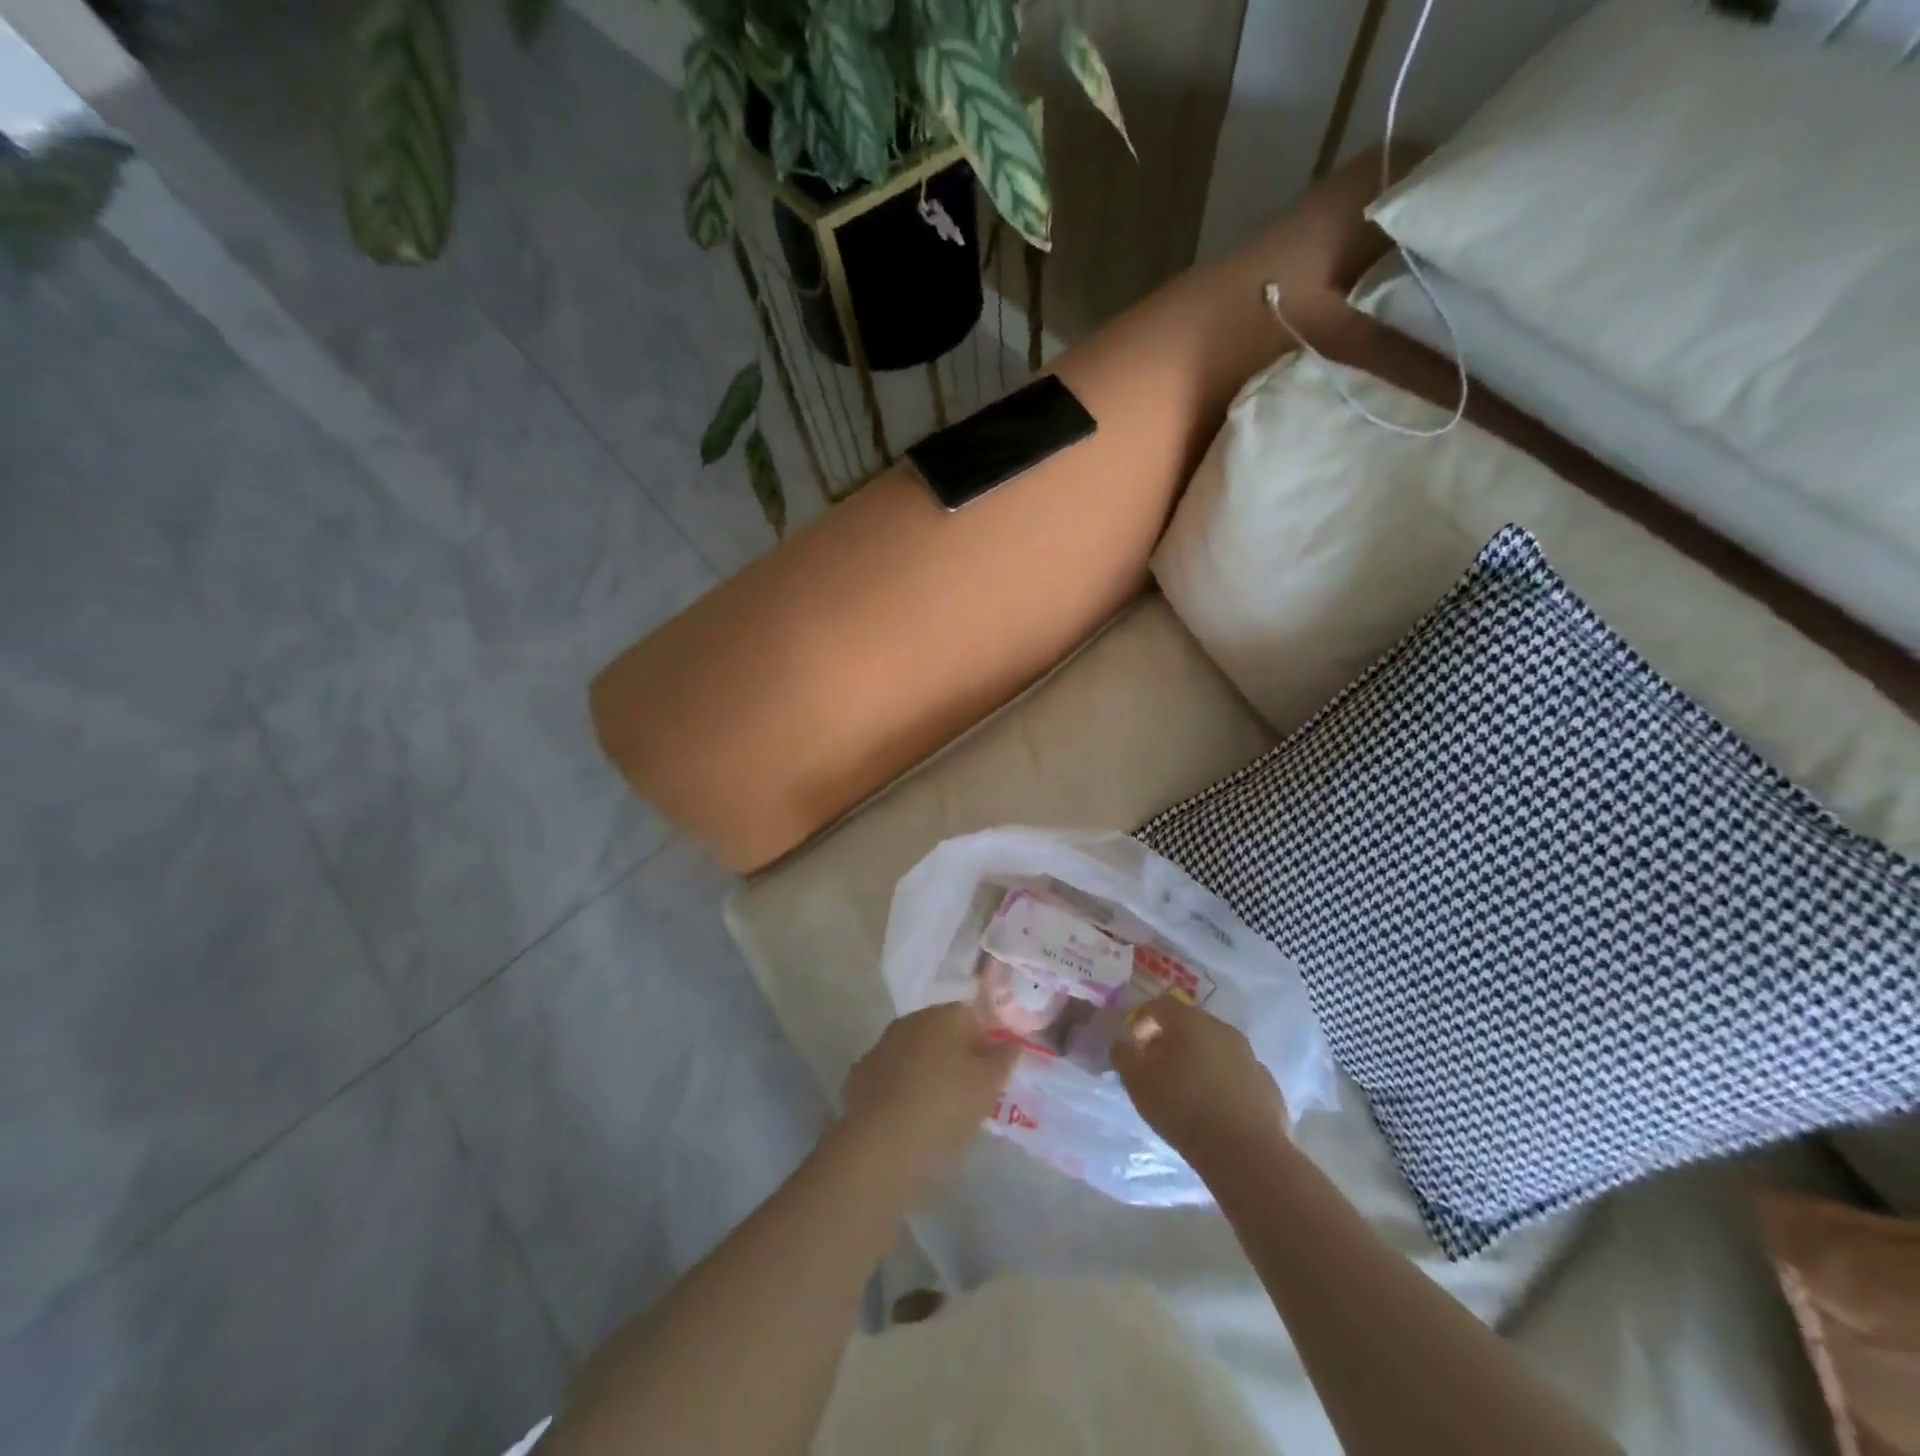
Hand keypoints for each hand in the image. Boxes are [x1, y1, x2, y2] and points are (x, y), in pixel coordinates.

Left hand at [840, 1004, 1020, 1200]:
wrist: (883, 1144)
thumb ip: (1004, 1058)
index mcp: (943, 1015)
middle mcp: (910, 1020)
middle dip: (956, 1052)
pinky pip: (892, 1075)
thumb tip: (1012, 1042)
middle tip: (971, 1089)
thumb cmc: (946, 1106)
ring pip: (915, 1052)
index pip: (972, 1014)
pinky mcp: (860, 1074)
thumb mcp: (989, 1085)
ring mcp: (881, 1046)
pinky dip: (902, 1088)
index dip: (986, 1039)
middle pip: (941, 1031)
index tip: (993, 1068)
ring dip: (927, 1069)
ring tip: (941, 1106)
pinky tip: (910, 1115)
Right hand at [1111, 993, 1289, 1165]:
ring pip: (1215, 1048)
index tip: (1134, 1046)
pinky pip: (1236, 1073)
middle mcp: (1223, 1029)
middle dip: (1170, 1040)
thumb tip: (1123, 1043)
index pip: (1160, 1004)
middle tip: (1156, 1067)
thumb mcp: (1138, 1082)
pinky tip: (1214, 1109)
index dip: (1142, 1020)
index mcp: (1191, 1021)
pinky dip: (1221, 1082)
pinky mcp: (1267, 1085)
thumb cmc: (1184, 1108)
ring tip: (1185, 1090)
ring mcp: (1249, 1056)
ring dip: (1197, 1060)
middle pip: (1190, 1024)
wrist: (1247, 1153)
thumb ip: (1124, 1056)